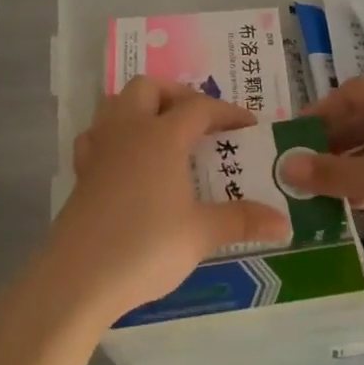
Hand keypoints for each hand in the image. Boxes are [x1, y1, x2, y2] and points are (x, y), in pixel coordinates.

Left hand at [47, 77, 290, 323]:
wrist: (79, 276)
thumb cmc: (146, 246)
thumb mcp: (201, 234)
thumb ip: (242, 221)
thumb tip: (284, 222)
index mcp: (162, 137)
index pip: (199, 107)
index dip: (226, 112)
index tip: (248, 126)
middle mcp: (129, 131)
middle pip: (149, 88)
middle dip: (177, 95)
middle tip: (199, 121)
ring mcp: (100, 149)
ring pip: (116, 103)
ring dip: (141, 106)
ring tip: (163, 131)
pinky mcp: (82, 172)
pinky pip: (96, 135)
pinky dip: (114, 135)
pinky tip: (125, 158)